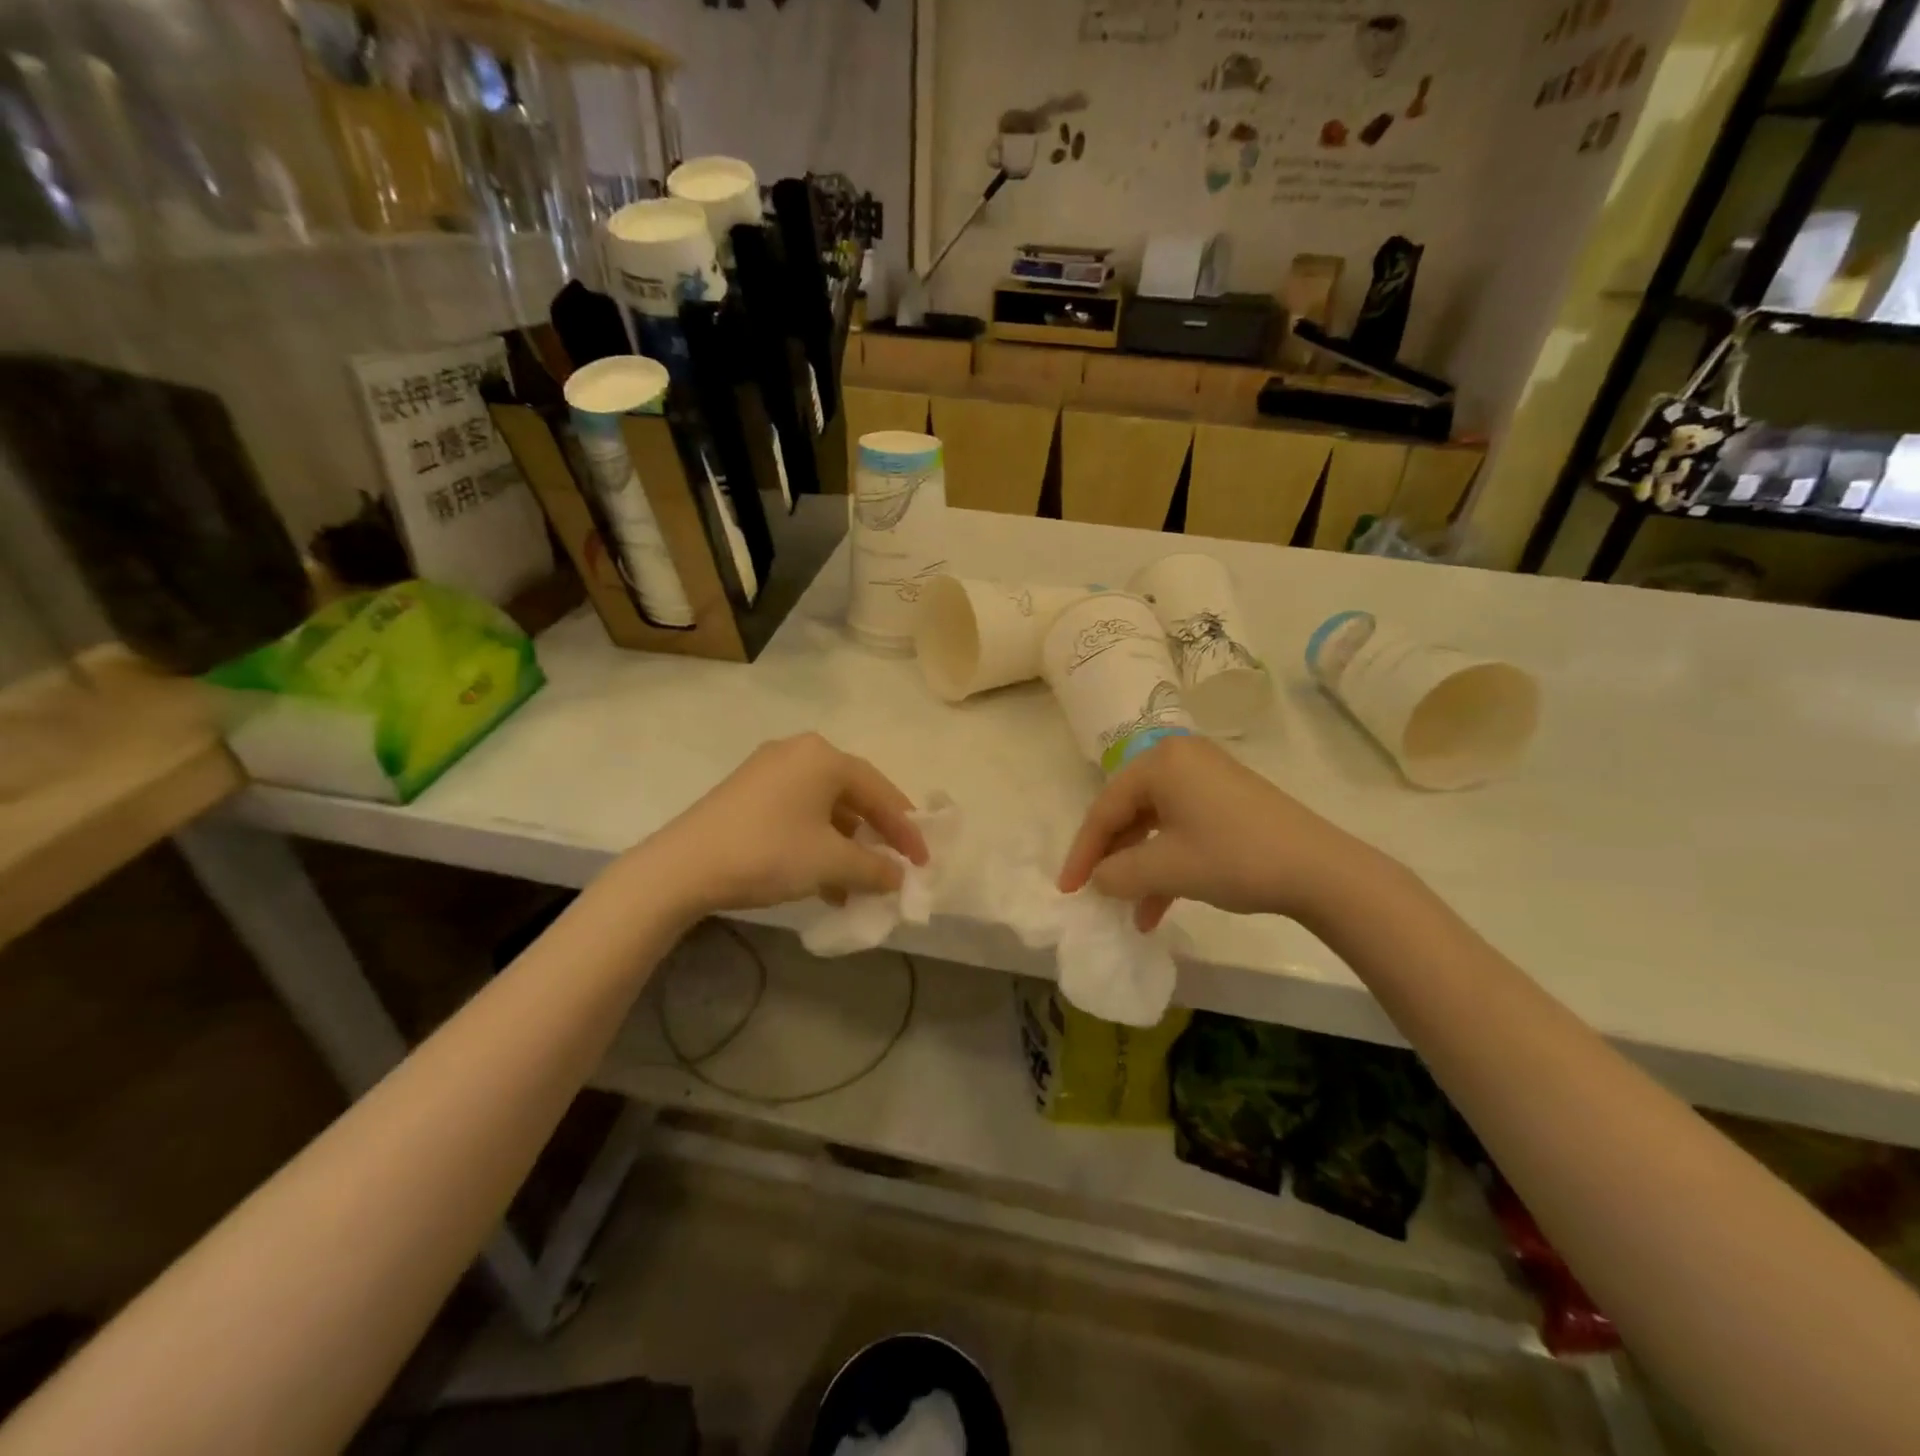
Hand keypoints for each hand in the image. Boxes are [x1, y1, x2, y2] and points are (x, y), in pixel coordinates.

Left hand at [651, 734, 927, 914]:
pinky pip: (799, 813)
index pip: (881, 791)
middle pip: (853, 795)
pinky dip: (817, 843)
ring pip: (825, 808)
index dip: (906, 829)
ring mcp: (769, 770)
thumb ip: (875, 868)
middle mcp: (799, 752)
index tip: (923, 861)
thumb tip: (899, 876)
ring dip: (846, 845)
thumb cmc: (768, 853)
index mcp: (824, 757)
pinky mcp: (748, 792)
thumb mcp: (831, 862)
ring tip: (858, 883)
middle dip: (876, 836)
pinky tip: (823, 880)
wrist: (682, 867)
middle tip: (894, 866)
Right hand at [1058, 735, 1381, 931]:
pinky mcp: (1226, 799)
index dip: (1083, 852)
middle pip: (1128, 812)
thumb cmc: (1234, 857)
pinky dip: (1167, 862)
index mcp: (1160, 761)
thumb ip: (1118, 873)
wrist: (1321, 870)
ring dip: (1140, 868)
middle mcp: (1179, 759)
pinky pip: (1180, 827)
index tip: (1068, 889)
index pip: (1105, 807)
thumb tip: (1098, 879)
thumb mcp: (1167, 868)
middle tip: (1095, 893)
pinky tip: (1161, 904)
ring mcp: (1206, 778)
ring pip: (1154, 824)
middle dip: (1112, 859)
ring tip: (1131, 910)